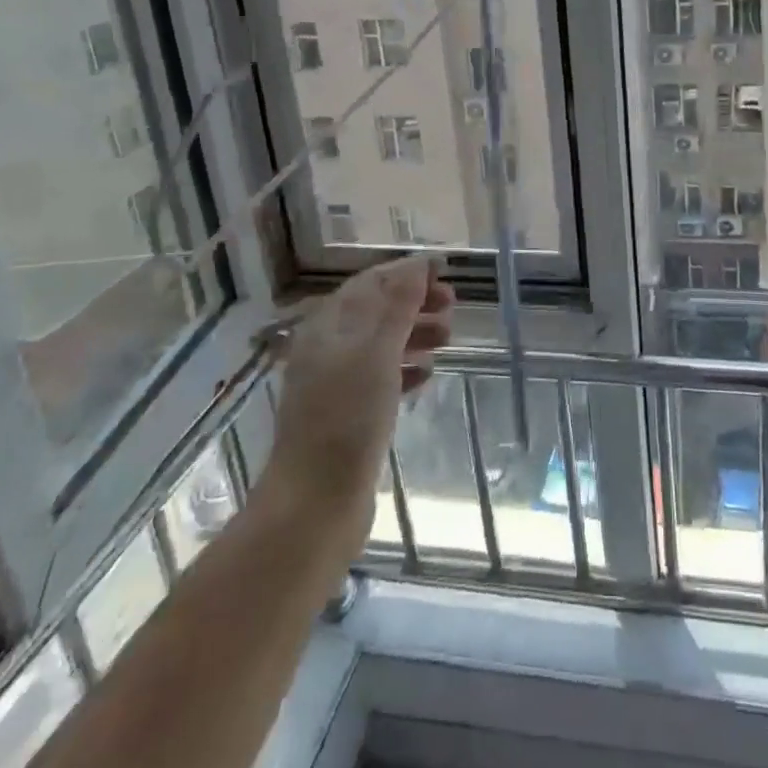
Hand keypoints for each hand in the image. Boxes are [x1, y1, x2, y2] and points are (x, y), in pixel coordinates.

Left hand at [265, 255, 453, 541]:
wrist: (314, 503)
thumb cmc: (346, 418)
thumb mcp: (377, 353)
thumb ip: (398, 306)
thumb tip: (418, 264)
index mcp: (327, 327)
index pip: (370, 283)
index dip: (406, 274)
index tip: (444, 272)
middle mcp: (327, 348)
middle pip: (376, 312)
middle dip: (414, 304)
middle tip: (453, 307)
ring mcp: (334, 384)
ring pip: (380, 345)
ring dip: (414, 335)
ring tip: (448, 340)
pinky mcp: (345, 416)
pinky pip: (379, 379)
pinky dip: (404, 369)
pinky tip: (427, 376)